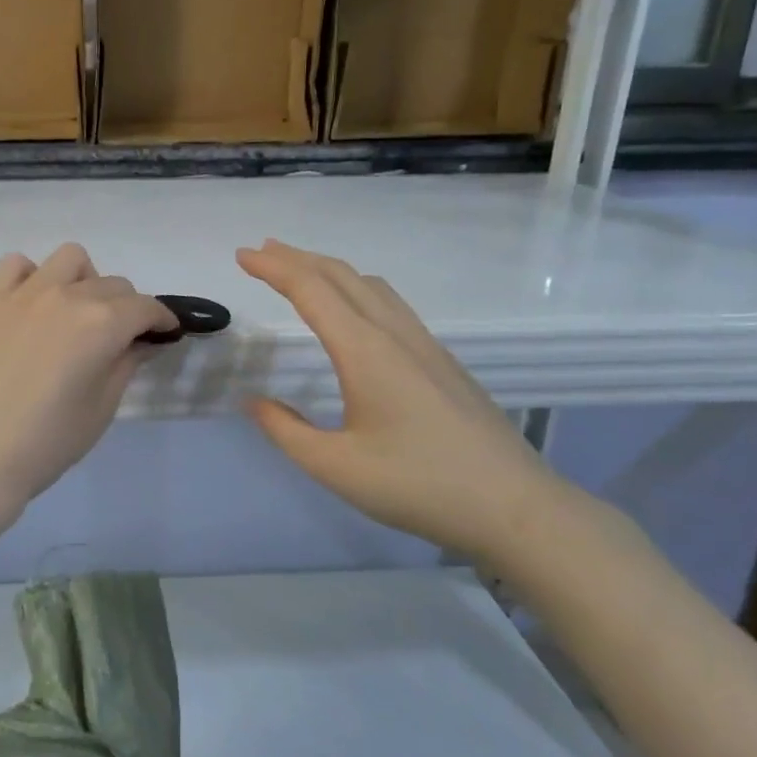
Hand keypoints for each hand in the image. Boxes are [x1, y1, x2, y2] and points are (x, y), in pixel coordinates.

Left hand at [0, 244, 176, 519]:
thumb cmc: (48, 441)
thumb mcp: (102, 406)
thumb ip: (127, 363)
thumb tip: (143, 340)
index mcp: (101, 323)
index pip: (145, 307)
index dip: (161, 320)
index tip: (164, 334)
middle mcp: (66, 296)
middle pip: (112, 284)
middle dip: (127, 308)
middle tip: (119, 339)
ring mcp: (24, 293)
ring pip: (69, 260)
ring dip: (84, 281)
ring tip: (76, 314)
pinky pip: (16, 265)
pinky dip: (32, 277)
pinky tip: (32, 306)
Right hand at [237, 239, 582, 561]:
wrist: (514, 506)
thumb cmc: (418, 485)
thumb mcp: (336, 467)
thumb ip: (287, 430)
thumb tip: (253, 402)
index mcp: (365, 351)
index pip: (311, 290)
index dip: (274, 268)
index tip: (242, 255)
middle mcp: (395, 334)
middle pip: (341, 276)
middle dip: (297, 258)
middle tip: (261, 251)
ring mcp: (424, 345)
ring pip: (370, 286)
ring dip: (329, 270)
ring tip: (300, 271)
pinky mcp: (441, 361)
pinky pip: (390, 304)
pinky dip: (356, 289)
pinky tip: (353, 312)